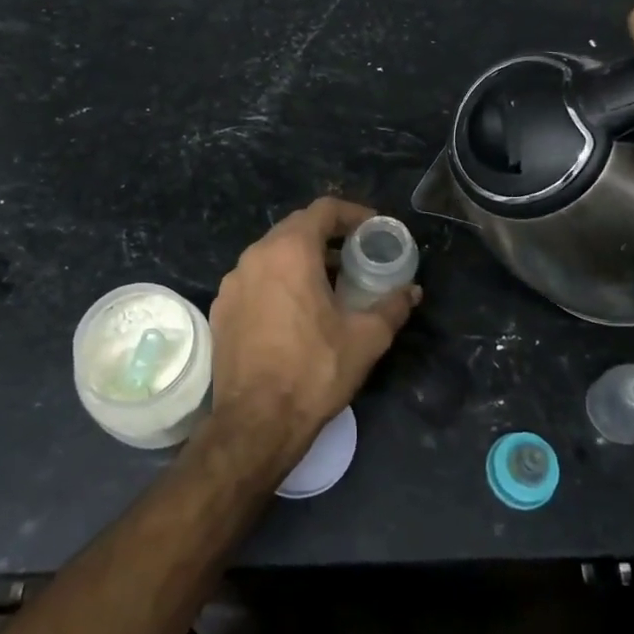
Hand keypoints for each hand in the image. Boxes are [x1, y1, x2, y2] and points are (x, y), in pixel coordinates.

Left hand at [206, 197, 419, 469]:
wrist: (256, 423)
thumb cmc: (314, 370)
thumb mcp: (366, 338)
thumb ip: (392, 306)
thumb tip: (412, 291)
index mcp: (290, 251)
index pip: (324, 210)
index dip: (353, 214)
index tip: (373, 229)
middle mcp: (255, 256)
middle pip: (296, 228)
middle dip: (328, 236)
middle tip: (355, 255)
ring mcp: (232, 282)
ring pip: (272, 253)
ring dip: (302, 258)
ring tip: (328, 282)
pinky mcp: (221, 308)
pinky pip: (255, 279)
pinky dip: (278, 281)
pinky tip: (295, 310)